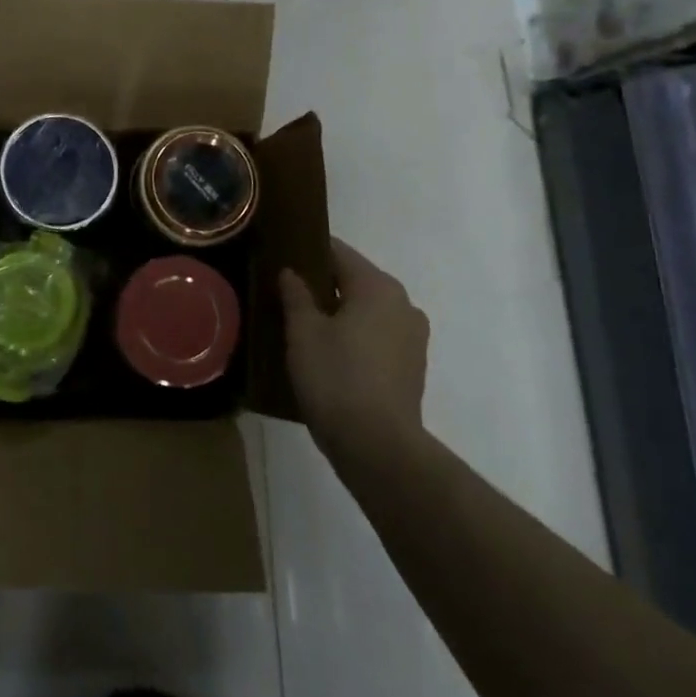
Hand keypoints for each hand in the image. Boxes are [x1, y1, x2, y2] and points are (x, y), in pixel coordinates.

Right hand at [279, 238, 429, 461]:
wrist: (377, 446)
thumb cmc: (336, 377)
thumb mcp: (303, 332)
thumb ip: (296, 295)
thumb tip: (291, 272)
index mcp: (377, 286)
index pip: (338, 252)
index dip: (308, 251)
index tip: (282, 256)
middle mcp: (402, 303)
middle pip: (355, 280)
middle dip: (323, 284)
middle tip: (286, 292)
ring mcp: (413, 336)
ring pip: (367, 309)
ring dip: (340, 312)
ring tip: (304, 324)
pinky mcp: (412, 366)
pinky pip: (377, 335)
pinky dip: (355, 335)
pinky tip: (329, 352)